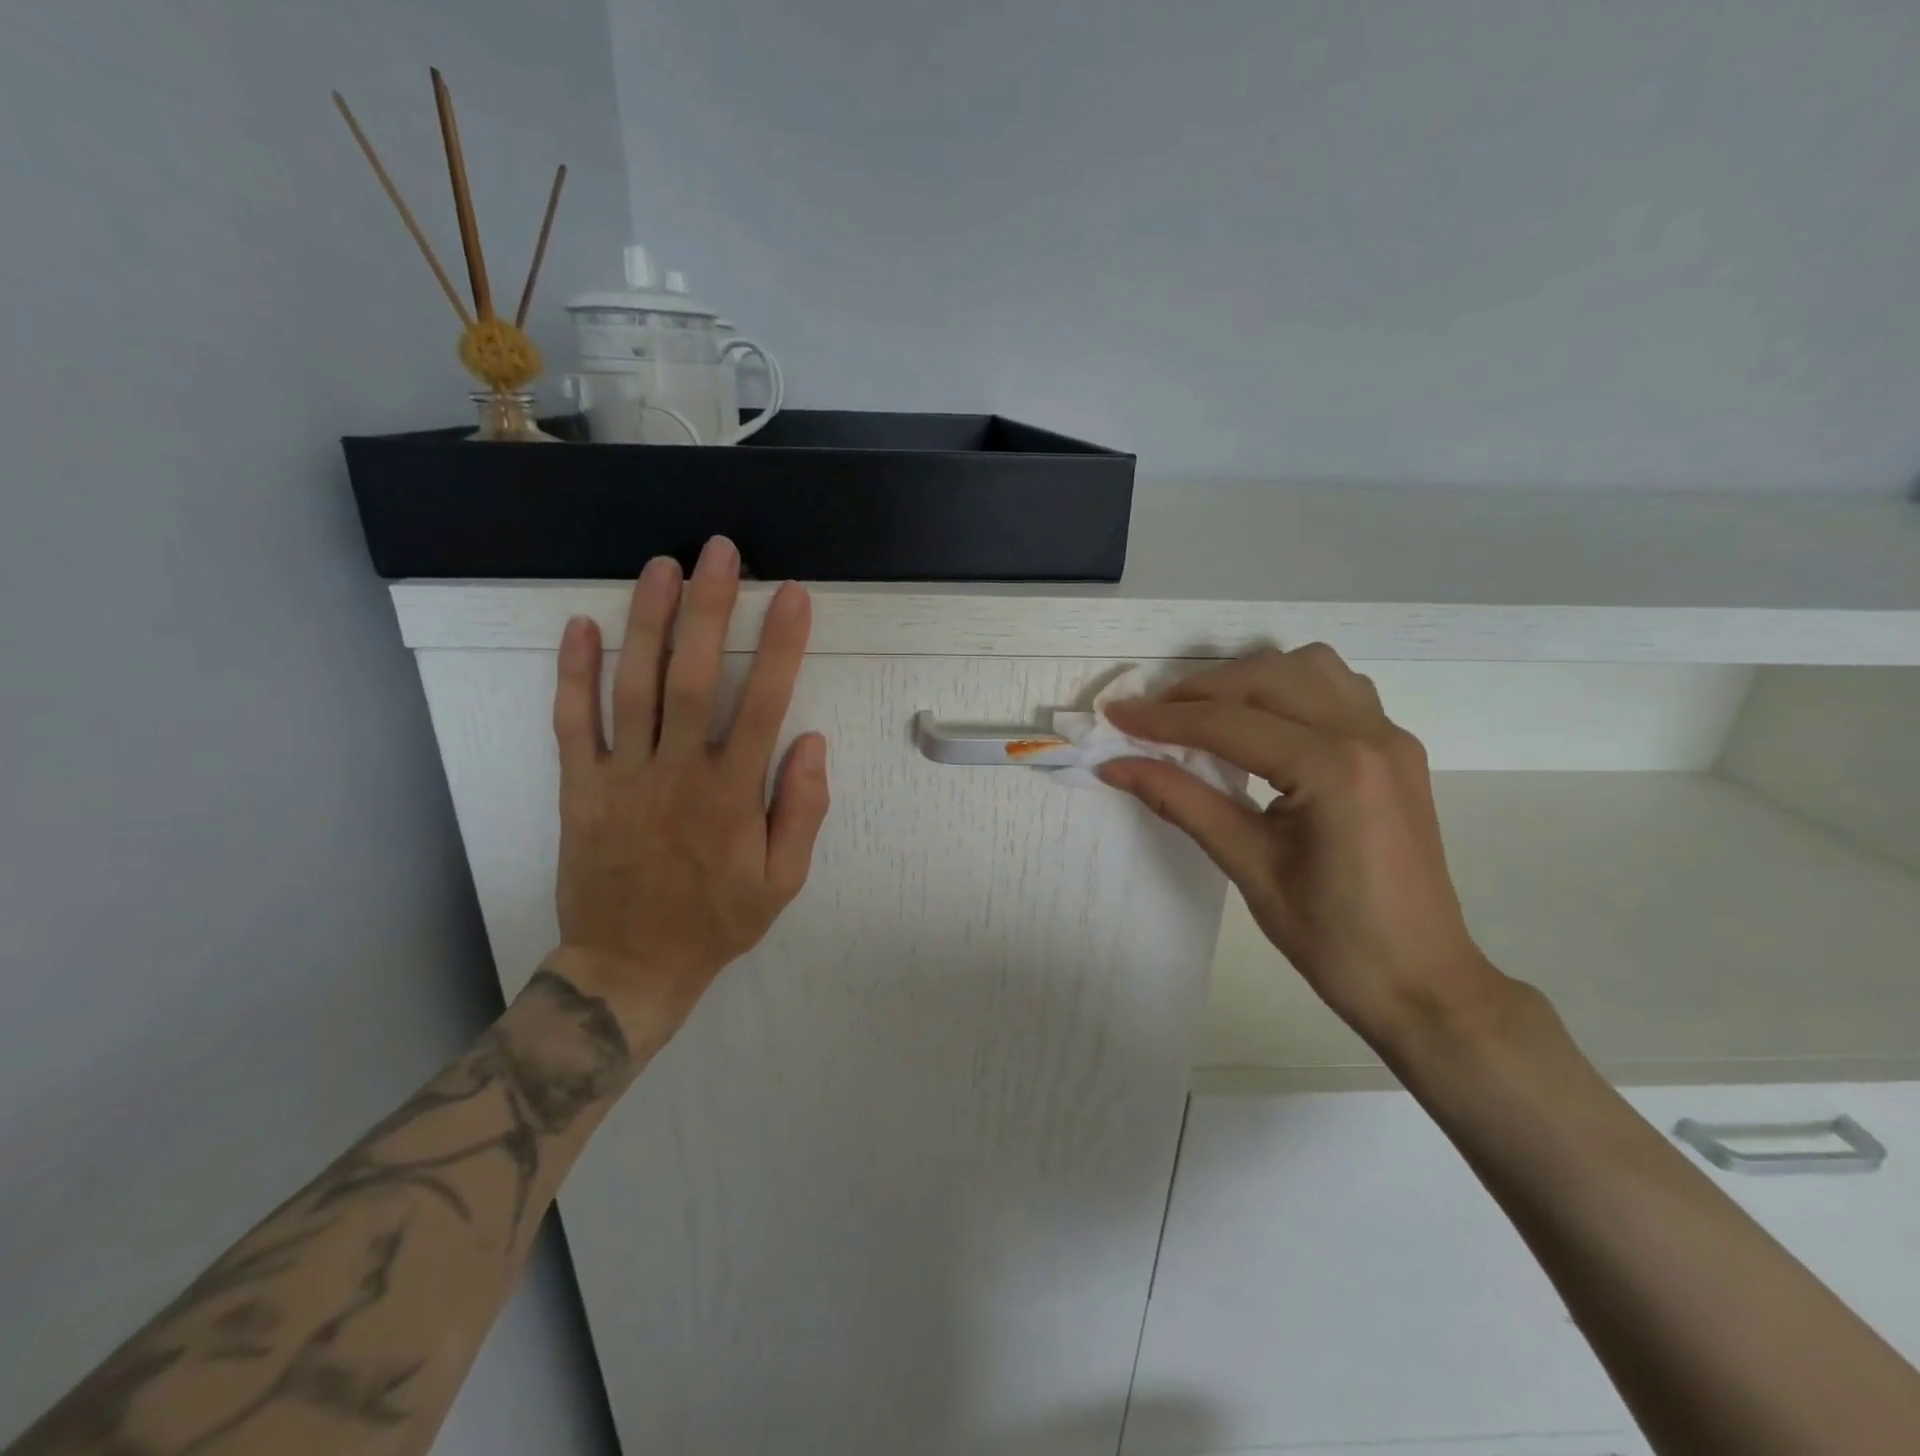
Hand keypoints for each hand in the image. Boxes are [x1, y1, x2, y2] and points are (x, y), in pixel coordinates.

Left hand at [546, 537, 829, 1046]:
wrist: (630, 966)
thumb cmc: (716, 921)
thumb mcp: (783, 881)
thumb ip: (802, 810)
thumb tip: (812, 741)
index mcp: (731, 795)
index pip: (761, 704)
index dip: (780, 645)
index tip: (792, 595)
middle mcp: (675, 773)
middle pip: (690, 676)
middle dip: (707, 607)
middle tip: (718, 550)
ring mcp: (621, 777)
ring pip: (631, 687)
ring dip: (646, 622)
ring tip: (660, 567)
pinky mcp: (580, 788)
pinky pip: (572, 724)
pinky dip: (573, 674)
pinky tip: (582, 626)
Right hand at [1099, 645, 1508, 1046]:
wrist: (1422, 981)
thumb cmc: (1333, 939)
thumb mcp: (1248, 866)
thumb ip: (1181, 802)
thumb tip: (1115, 766)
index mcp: (1333, 769)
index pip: (1229, 724)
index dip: (1163, 719)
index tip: (1114, 716)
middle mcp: (1368, 735)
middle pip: (1266, 677)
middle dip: (1199, 690)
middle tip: (1150, 719)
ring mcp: (1390, 737)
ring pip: (1309, 666)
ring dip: (1248, 678)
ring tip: (1204, 713)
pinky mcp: (1397, 748)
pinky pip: (1338, 687)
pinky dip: (1289, 688)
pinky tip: (1263, 722)